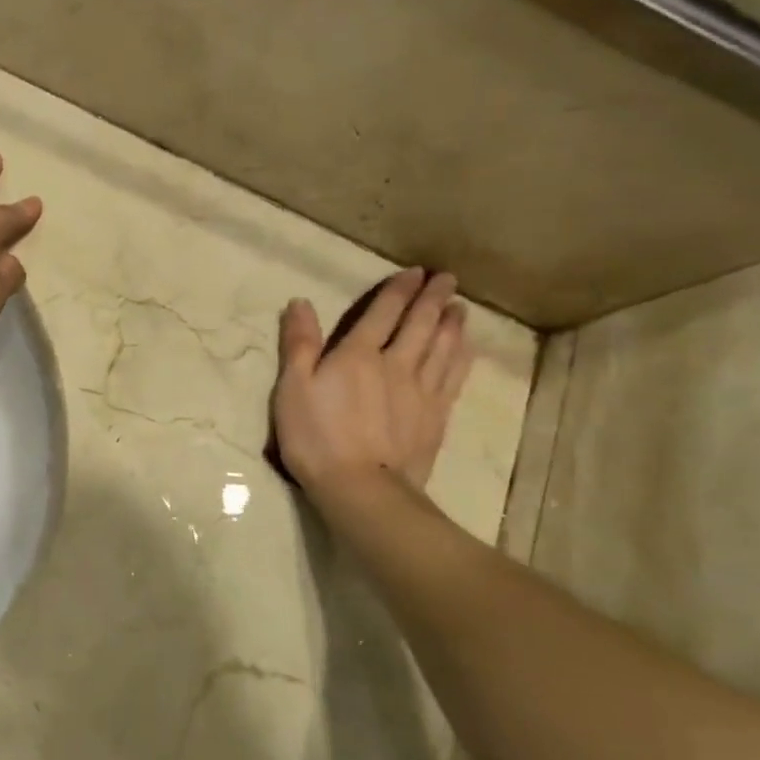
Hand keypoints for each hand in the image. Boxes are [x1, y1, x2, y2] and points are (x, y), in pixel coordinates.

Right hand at [271, 269, 472, 504]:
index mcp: (358, 354)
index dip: (399, 291)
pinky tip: (466, 349)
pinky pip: (454, 377)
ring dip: (452, 323)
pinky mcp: (436, 416)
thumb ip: (299, 344)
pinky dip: (462, 357)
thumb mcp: (292, 389)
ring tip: (460, 307)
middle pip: (420, 324)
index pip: (383, 312)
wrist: (361, 487)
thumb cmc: (316, 437)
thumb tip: (300, 302)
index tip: (415, 272)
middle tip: (447, 279)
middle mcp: (396, 363)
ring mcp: (421, 391)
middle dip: (433, 299)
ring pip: (443, 347)